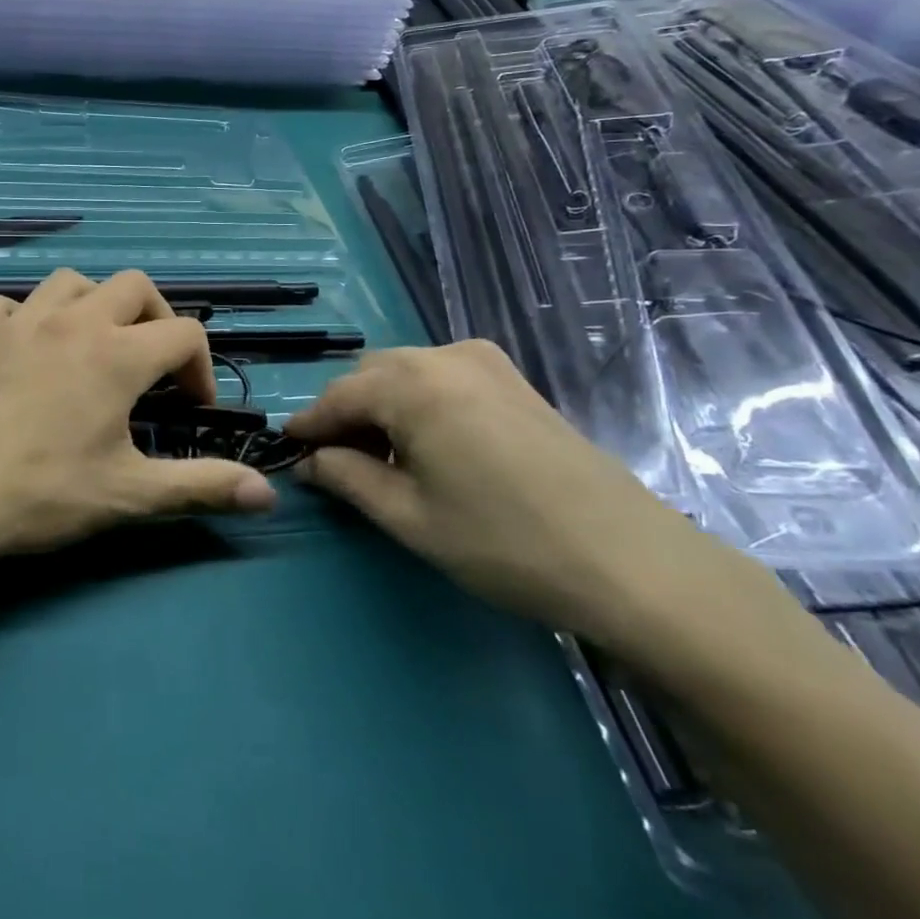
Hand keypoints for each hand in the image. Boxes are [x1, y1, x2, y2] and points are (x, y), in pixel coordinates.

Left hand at [0, 269, 276, 561]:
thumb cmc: (42, 493)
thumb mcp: (130, 494)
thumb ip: (201, 486)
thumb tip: (268, 495)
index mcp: (118, 355)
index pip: (185, 334)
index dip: (200, 368)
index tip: (189, 408)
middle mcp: (74, 321)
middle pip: (134, 286)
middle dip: (155, 318)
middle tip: (149, 365)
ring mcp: (19, 320)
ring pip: (71, 282)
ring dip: (93, 306)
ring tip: (91, 347)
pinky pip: (10, 304)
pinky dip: (27, 318)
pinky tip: (25, 351)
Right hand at [284, 340, 770, 658]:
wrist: (631, 562)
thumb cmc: (504, 543)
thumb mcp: (408, 517)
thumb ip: (346, 478)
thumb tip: (309, 461)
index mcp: (412, 384)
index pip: (336, 396)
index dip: (308, 426)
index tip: (287, 451)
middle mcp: (444, 356)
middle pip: (369, 376)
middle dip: (345, 415)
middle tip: (337, 464)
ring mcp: (486, 362)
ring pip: (405, 374)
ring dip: (381, 408)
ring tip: (382, 460)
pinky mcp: (514, 380)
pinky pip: (441, 378)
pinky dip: (418, 403)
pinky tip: (427, 447)